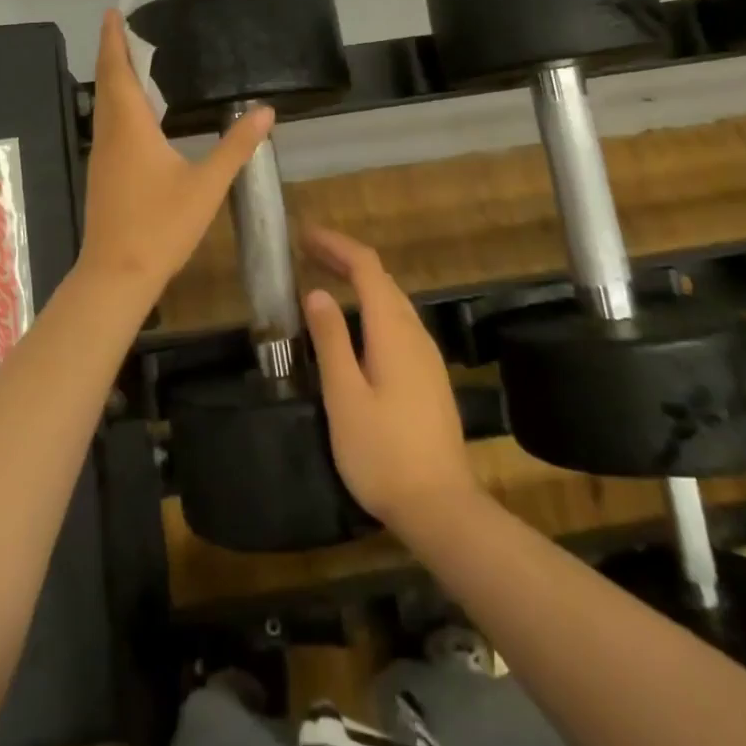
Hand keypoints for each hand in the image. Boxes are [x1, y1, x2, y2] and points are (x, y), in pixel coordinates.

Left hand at [79, 10, 273, 297]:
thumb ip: (236, 147)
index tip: (113, 10)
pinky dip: (117, 102)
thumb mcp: (207, 185)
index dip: (114, 38)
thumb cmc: (161, 226)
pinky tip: (135, 113)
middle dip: (113, 50)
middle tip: (124, 25)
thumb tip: (266, 111)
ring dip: (114, 76)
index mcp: (130, 126)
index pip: (118, 70)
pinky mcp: (103, 173)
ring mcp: (102, 155)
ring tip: (132, 59)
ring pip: (104, 104)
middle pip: (107, 82)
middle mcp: (110, 134)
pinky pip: (108, 123)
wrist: (117, 274)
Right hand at [302, 226, 479, 528]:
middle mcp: (415, 333)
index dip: (336, 245)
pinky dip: (371, 305)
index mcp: (393, 330)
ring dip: (359, 281)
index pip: (366, 268)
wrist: (441, 508)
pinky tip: (356, 324)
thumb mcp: (345, 396)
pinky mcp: (428, 377)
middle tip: (307, 252)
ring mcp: (427, 356)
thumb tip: (316, 292)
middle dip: (345, 258)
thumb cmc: (383, 453)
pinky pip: (398, 322)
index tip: (304, 237)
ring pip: (392, 300)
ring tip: (325, 277)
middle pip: (381, 279)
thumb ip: (331, 340)